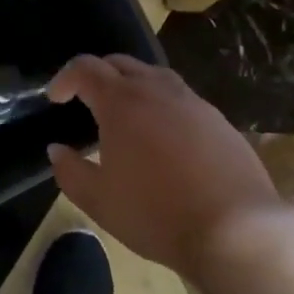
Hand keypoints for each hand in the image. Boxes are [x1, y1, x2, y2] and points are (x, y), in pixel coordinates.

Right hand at [45, 55, 286, 277]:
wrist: (237, 229)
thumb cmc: (156, 213)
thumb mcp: (99, 201)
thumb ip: (70, 172)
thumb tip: (57, 150)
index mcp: (121, 102)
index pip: (85, 68)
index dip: (65, 78)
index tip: (56, 99)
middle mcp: (156, 90)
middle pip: (120, 63)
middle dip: (97, 75)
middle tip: (87, 102)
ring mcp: (192, 102)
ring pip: (155, 76)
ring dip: (133, 86)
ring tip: (127, 117)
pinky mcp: (218, 120)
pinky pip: (182, 99)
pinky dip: (163, 106)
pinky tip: (165, 139)